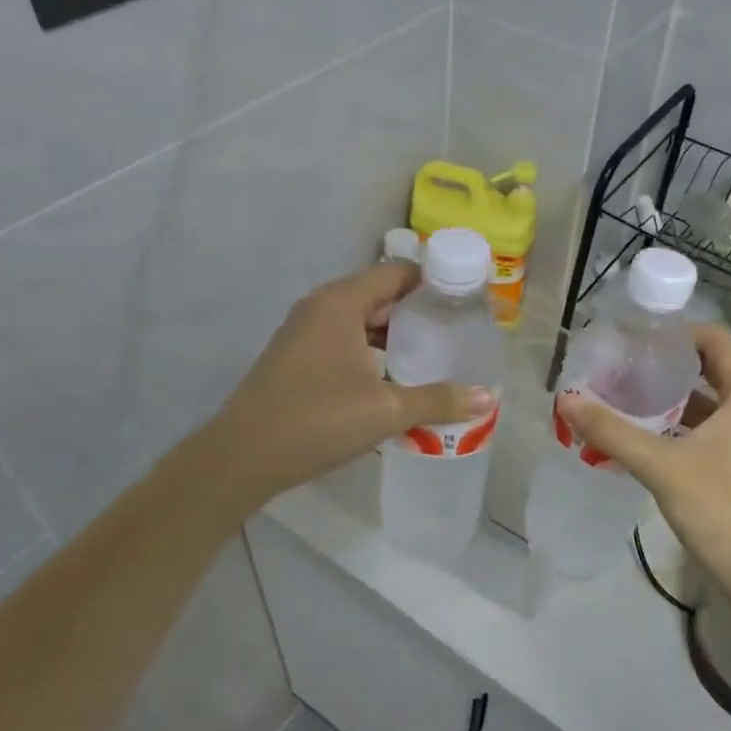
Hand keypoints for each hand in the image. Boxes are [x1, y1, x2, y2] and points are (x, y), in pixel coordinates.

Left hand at [210, 263, 494, 508]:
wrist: (242, 457)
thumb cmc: (317, 420)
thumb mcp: (386, 410)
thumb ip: (438, 400)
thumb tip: (487, 397)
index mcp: (340, 302)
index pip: (396, 272)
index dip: (434, 281)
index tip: (467, 301)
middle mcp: (320, 308)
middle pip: (379, 295)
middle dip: (419, 311)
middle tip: (457, 332)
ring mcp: (304, 333)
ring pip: (361, 322)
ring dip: (395, 336)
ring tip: (434, 356)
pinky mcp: (297, 359)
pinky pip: (344, 342)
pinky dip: (372, 352)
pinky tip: (395, 380)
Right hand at [557, 322, 730, 606]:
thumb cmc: (725, 509)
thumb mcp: (663, 466)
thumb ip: (613, 431)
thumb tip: (566, 398)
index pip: (711, 337)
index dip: (670, 332)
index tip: (628, 339)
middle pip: (704, 367)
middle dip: (660, 366)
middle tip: (613, 367)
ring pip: (702, 400)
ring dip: (663, 398)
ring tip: (616, 396)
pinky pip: (702, 428)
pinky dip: (672, 426)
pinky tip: (636, 435)